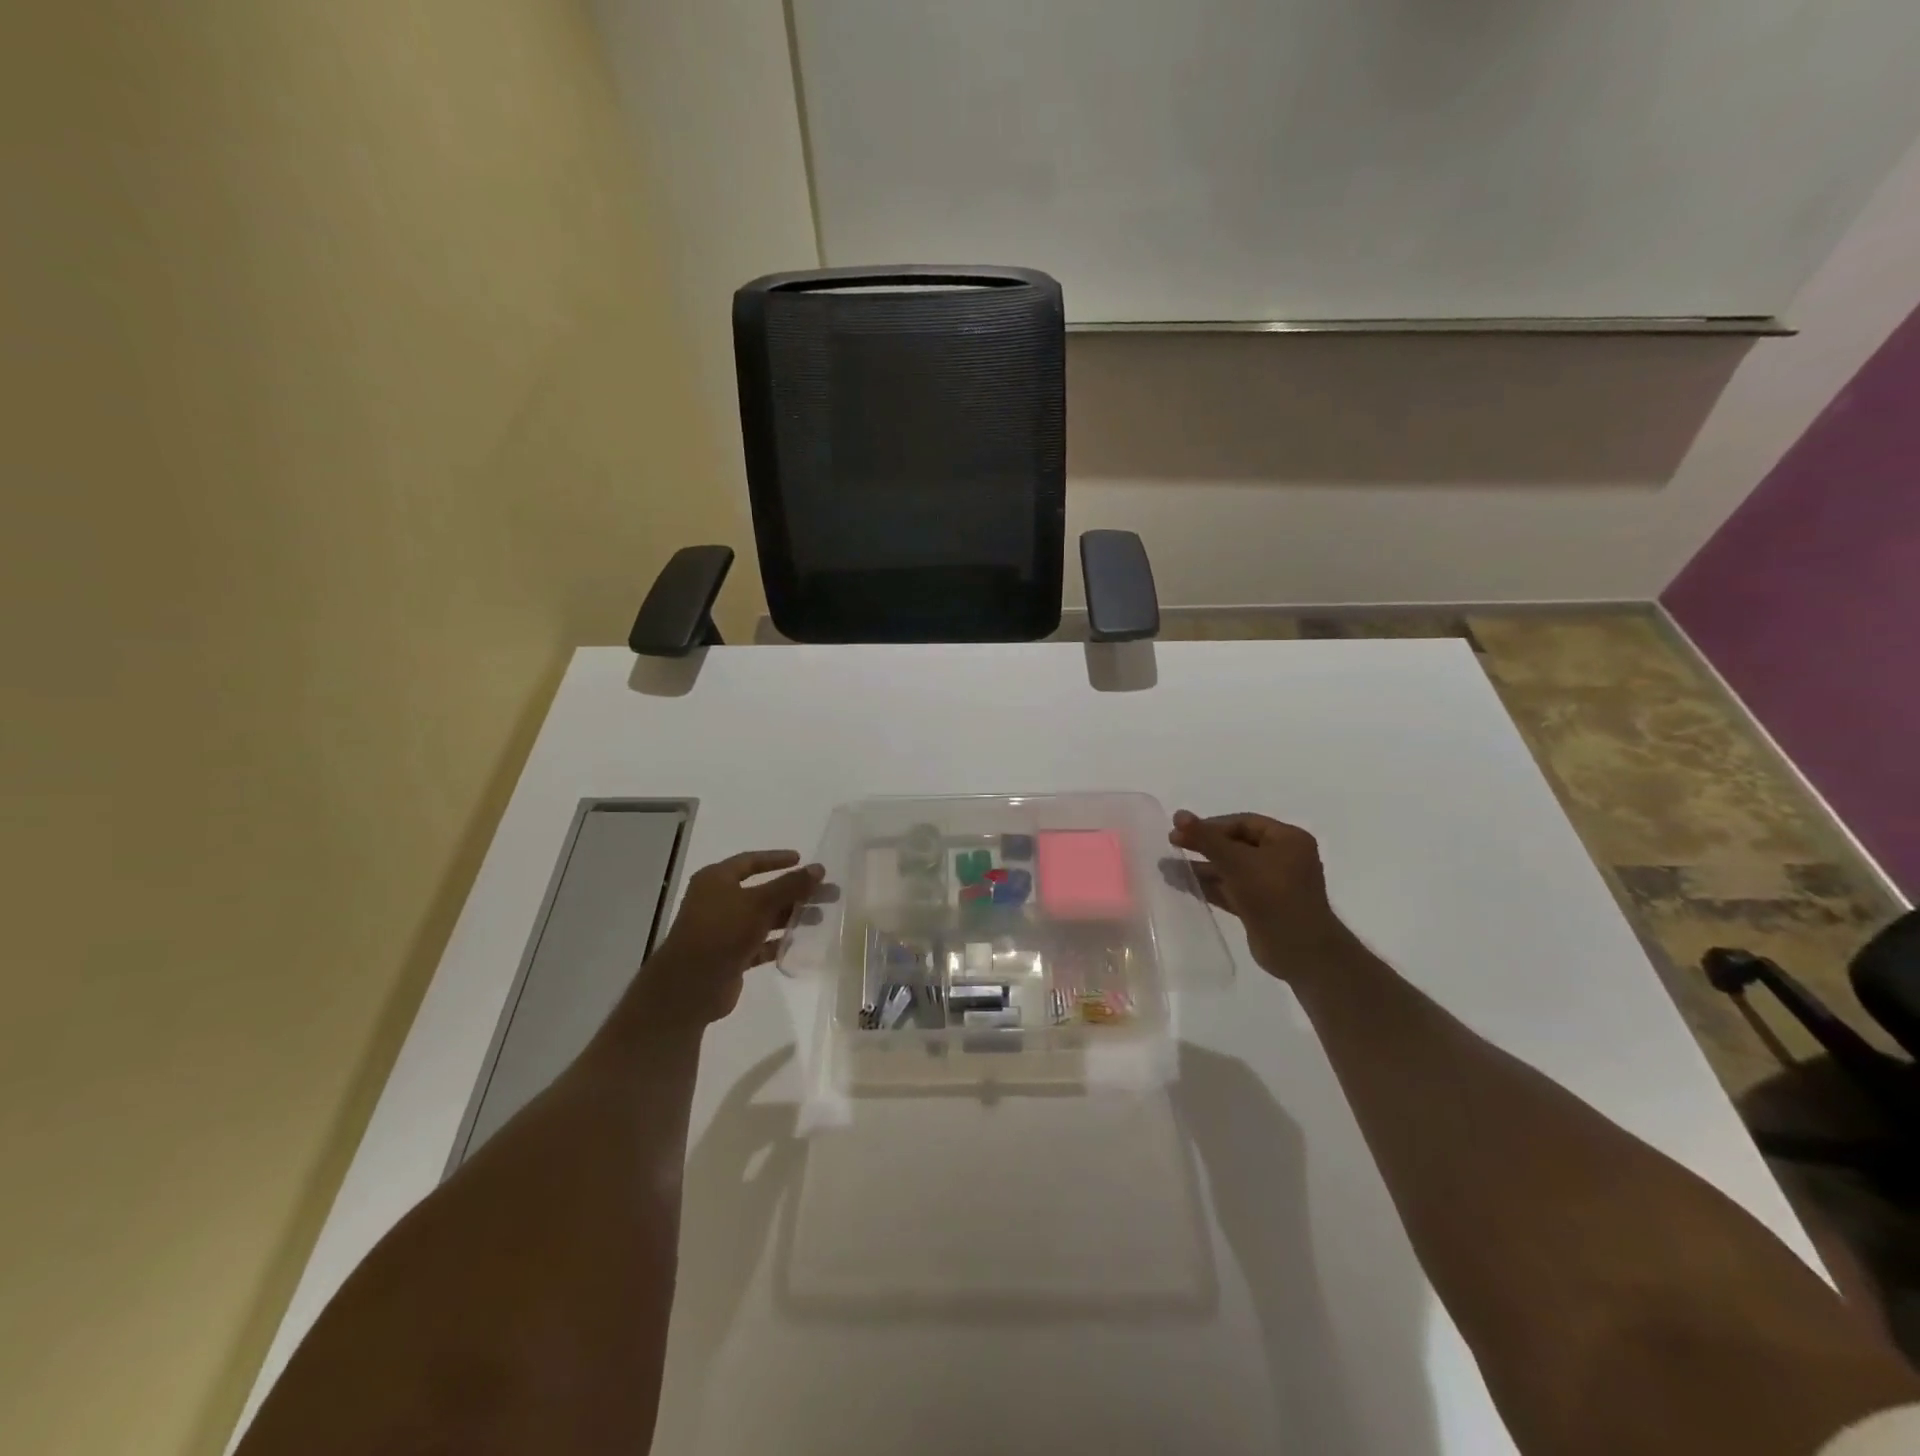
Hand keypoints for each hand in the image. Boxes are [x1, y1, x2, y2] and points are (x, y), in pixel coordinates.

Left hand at [634, 851, 823, 1025]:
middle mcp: (719, 901)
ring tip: (821, 917)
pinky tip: (801, 941)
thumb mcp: (759, 903)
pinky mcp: (731, 955)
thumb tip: (820, 868)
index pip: (751, 861)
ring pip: (764, 918)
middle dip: (795, 891)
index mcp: (716, 880)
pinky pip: (760, 943)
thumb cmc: (721, 932)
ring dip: (791, 916)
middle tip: (826, 892)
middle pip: (764, 891)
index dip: (776, 859)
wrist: (689, 986)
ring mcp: (724, 930)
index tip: (802, 860)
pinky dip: (779, 941)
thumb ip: (790, 885)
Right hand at [1169, 811, 1354, 978]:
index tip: (1182, 831)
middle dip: (1203, 845)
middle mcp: (1282, 858)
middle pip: (1236, 844)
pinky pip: (1231, 889)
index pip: (1243, 823)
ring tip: (1167, 866)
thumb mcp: (1236, 861)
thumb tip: (1178, 814)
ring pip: (1231, 868)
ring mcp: (1272, 884)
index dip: (1211, 825)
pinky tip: (1182, 884)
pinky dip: (1209, 886)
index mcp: (1288, 839)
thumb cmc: (1273, 895)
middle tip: (1172, 843)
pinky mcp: (1261, 907)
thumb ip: (1206, 838)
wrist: (1300, 951)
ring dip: (1201, 867)